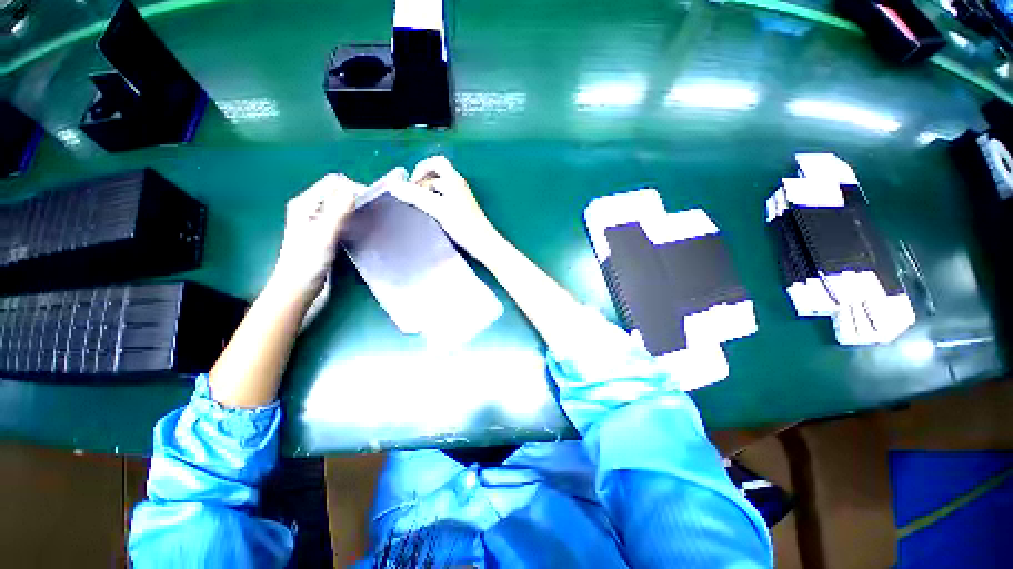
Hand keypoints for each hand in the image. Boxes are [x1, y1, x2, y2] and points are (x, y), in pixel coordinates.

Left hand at [272, 174, 358, 298]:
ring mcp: (316, 220)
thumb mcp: (324, 235)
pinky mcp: (324, 232)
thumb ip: (337, 212)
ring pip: (340, 205)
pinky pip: (341, 217)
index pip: (333, 183)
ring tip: (369, 219)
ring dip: (355, 208)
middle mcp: (310, 208)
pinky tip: (361, 228)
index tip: (370, 202)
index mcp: (305, 204)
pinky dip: (352, 218)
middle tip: (372, 211)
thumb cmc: (307, 261)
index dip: (352, 188)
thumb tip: (353, 190)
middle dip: (355, 197)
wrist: (298, 287)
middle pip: (337, 192)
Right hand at [390, 155, 502, 257]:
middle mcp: (458, 186)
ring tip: (418, 208)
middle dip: (421, 183)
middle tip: (412, 197)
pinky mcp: (460, 211)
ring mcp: (460, 199)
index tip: (412, 184)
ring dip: (426, 194)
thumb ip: (415, 196)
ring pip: (439, 190)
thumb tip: (393, 185)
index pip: (436, 162)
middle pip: (436, 176)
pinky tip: (429, 216)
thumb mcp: (437, 208)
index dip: (421, 168)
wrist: (482, 243)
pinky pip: (443, 201)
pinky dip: (433, 204)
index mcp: (454, 180)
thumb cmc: (462, 224)